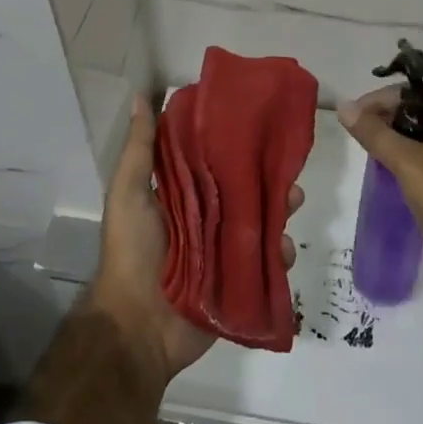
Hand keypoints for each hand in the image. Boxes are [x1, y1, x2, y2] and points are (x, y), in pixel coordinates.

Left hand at [88, 92, 301, 384]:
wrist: (138, 327)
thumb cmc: (132, 252)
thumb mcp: (128, 193)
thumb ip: (139, 149)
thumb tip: (141, 96)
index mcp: (180, 195)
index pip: (211, 160)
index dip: (232, 142)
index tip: (256, 120)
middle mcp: (204, 219)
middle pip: (242, 191)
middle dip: (266, 177)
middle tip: (286, 164)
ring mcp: (223, 252)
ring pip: (260, 224)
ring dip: (280, 211)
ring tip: (295, 201)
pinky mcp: (238, 283)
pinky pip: (266, 264)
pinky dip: (280, 255)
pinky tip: (286, 249)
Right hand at [338, 88, 422, 296]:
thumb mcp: (407, 164)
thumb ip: (374, 133)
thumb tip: (344, 107)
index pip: (409, 93)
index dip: (377, 102)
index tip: (352, 119)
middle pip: (419, 112)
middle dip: (388, 122)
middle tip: (362, 140)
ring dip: (400, 143)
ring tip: (375, 157)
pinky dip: (416, 161)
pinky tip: (399, 176)